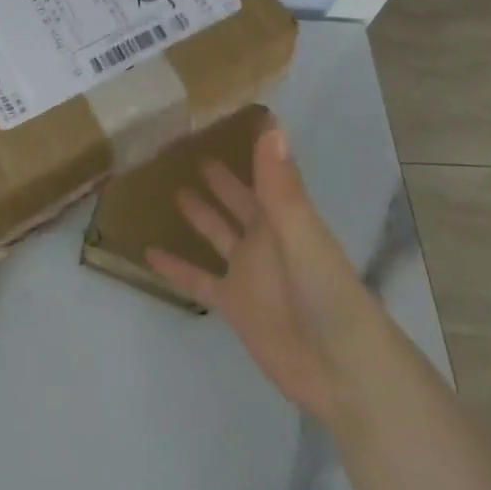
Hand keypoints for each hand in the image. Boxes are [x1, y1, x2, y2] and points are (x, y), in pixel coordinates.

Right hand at [145, 124, 378, 424]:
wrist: (343, 372)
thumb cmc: (328, 296)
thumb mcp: (302, 235)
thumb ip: (281, 186)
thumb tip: (270, 126)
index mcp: (284, 217)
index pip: (263, 172)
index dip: (248, 147)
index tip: (224, 117)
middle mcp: (265, 238)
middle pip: (237, 199)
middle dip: (218, 176)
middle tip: (185, 146)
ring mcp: (248, 272)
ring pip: (217, 233)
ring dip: (198, 212)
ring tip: (169, 186)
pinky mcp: (234, 304)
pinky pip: (198, 279)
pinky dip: (175, 267)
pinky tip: (148, 252)